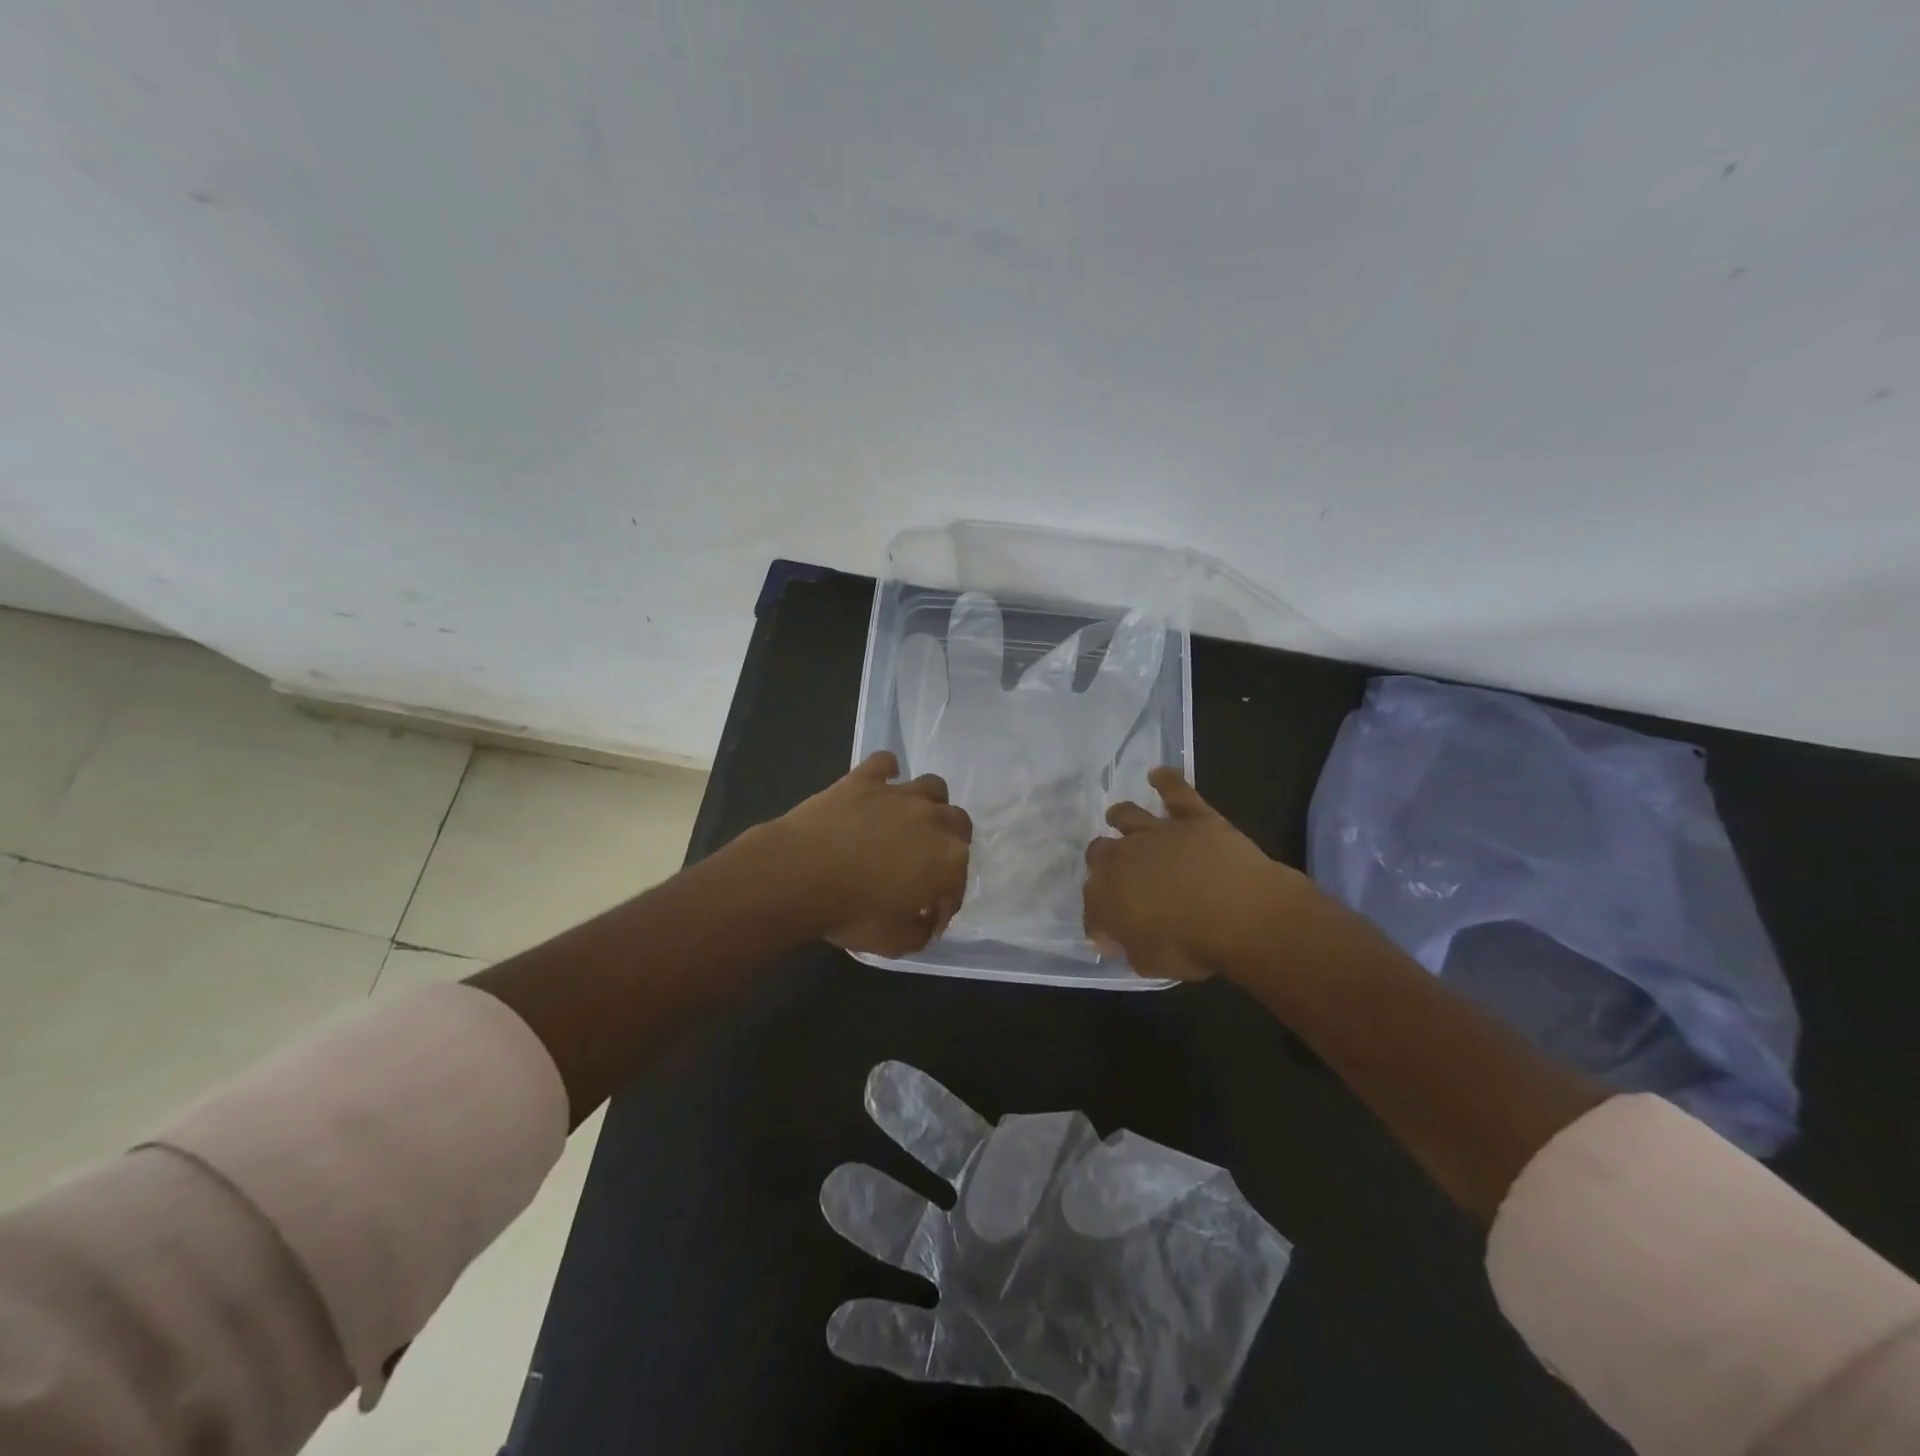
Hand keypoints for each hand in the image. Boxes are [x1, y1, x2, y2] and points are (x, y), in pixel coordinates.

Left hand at [774, 752, 971, 956]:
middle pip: (958, 825)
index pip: (958, 882)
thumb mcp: (893, 943)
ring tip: (911, 821)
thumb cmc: (851, 912)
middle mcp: (933, 820)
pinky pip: (885, 763)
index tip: (927, 919)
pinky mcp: (865, 779)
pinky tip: (880, 785)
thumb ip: (919, 933)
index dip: (944, 903)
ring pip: (933, 787)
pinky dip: (887, 772)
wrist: (799, 875)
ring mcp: (899, 794)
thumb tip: (924, 922)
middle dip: (950, 845)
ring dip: (930, 804)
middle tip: (926, 864)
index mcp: (948, 861)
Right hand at [821, 1062, 1290, 1455]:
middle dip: (904, 1134)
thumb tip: (1091, 1142)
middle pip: (938, 1170)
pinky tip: (841, 1325)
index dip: (929, 1110)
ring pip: (916, 1245)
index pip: (972, 1136)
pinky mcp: (979, 1346)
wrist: (1181, 1344)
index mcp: (1032, 1175)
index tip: (887, 1081)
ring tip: (838, 1192)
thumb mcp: (1151, 1194)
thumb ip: (1119, 1166)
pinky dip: (882, 1335)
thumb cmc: (1163, 1252)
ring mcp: (980, 1281)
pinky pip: (921, 1345)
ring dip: (877, 1221)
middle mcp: (995, 1217)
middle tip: (866, 1100)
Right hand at [1083, 768, 1314, 980]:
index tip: (1110, 934)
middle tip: (1118, 875)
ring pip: (1127, 816)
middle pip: (1099, 852)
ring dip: (1120, 818)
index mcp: (1106, 896)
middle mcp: (1122, 857)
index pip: (1091, 905)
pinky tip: (1159, 774)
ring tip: (1119, 817)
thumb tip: (1119, 940)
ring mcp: (1156, 832)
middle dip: (1103, 863)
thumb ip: (1129, 948)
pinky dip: (1166, 781)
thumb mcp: (1150, 963)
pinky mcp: (1192, 816)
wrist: (1240, 913)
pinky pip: (1175, 790)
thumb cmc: (1192, 946)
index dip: (1099, 921)